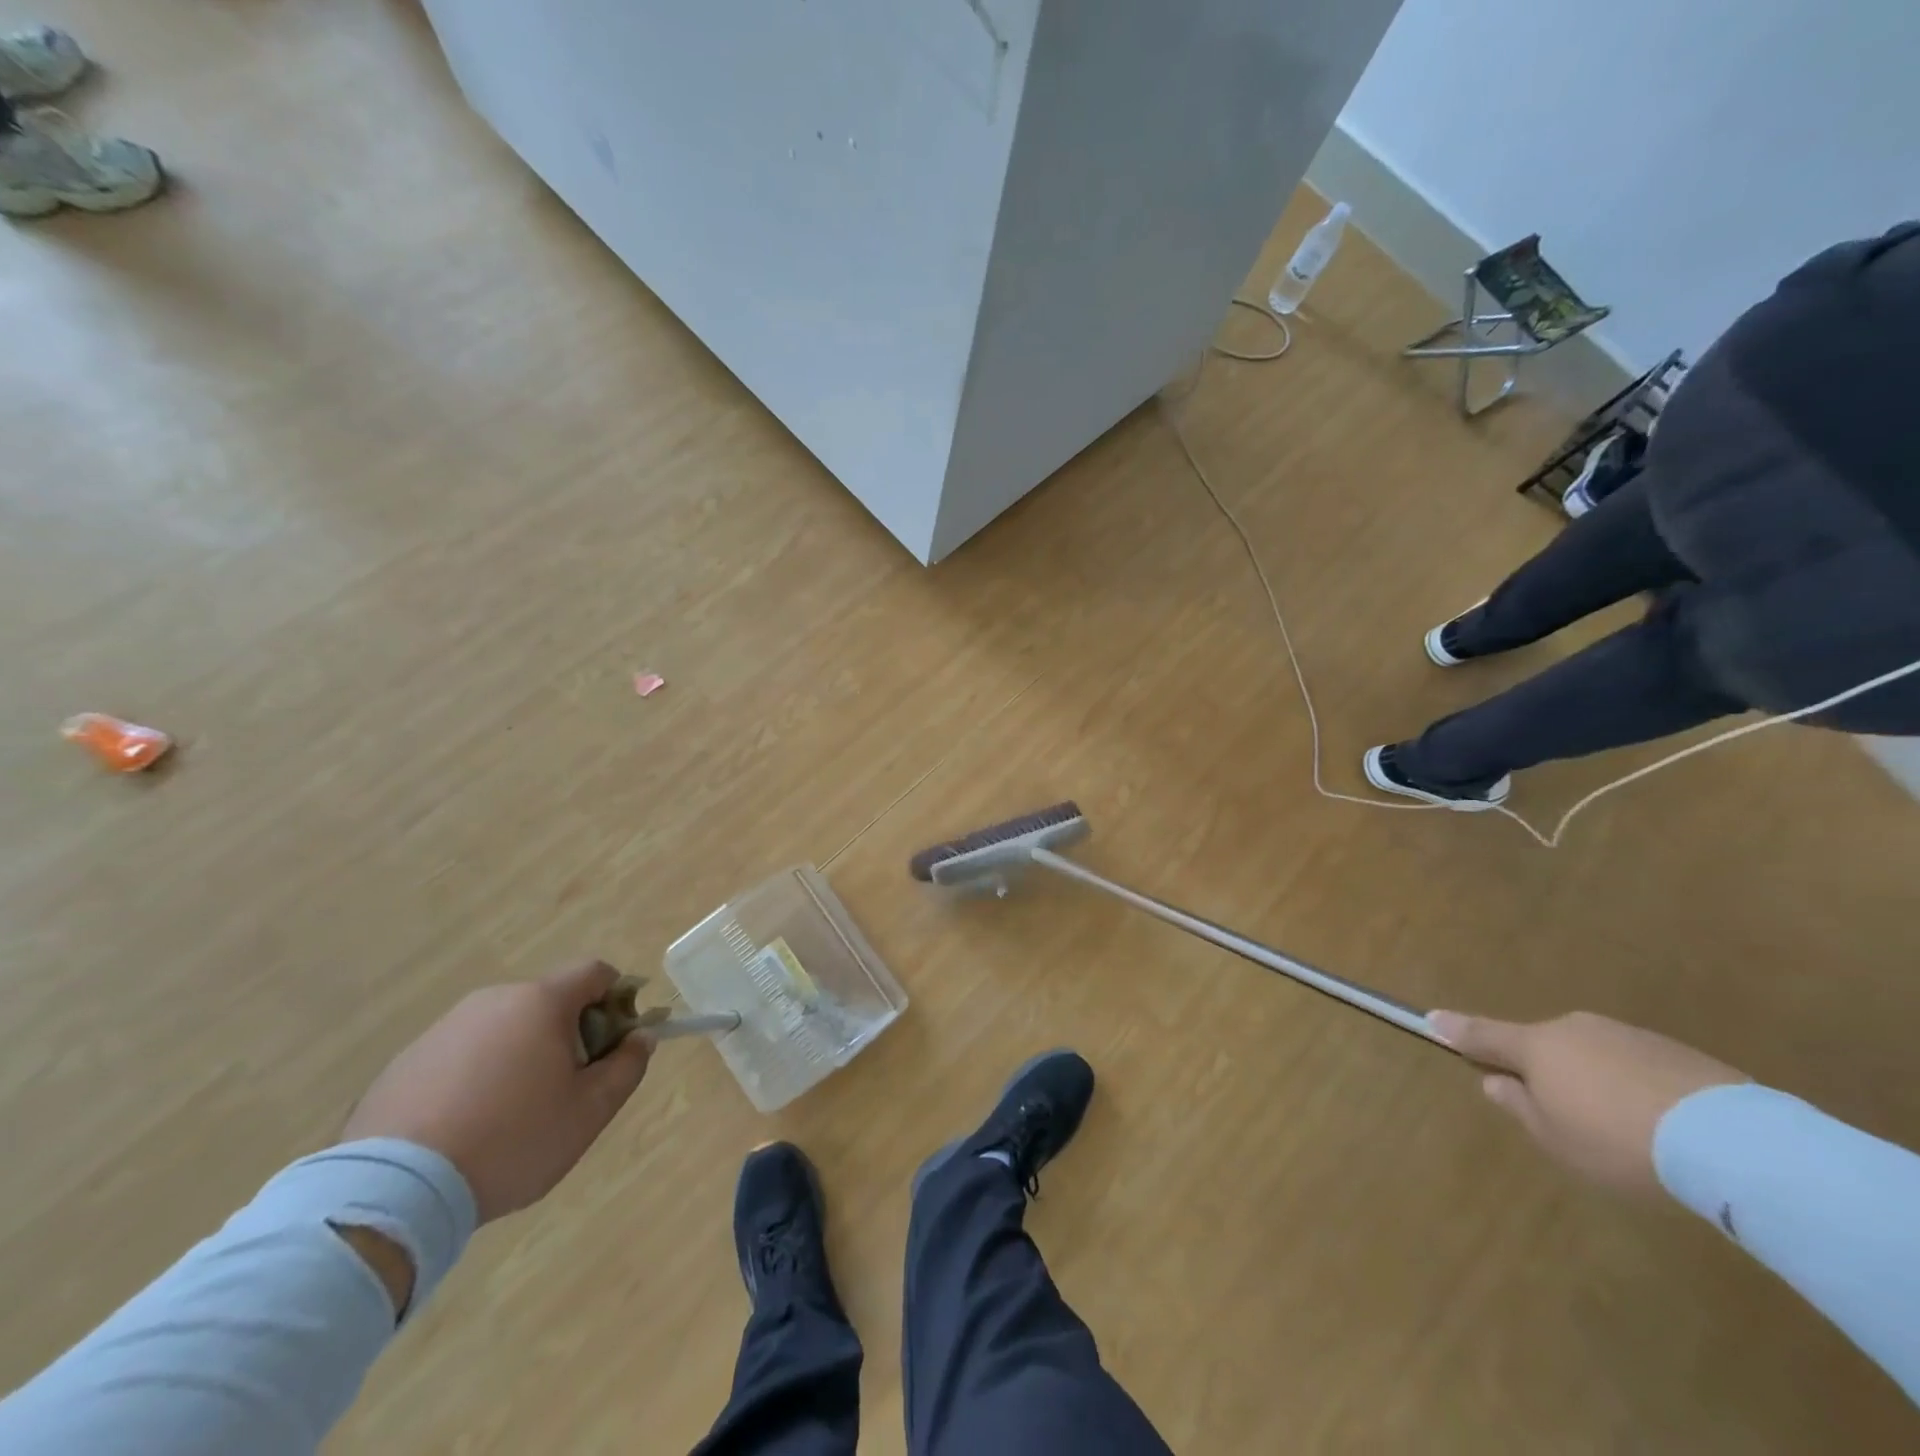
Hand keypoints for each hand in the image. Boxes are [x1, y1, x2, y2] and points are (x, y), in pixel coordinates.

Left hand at [341, 961, 652, 1222]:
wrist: (392, 1192)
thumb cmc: (512, 1140)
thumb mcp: (590, 1111)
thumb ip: (627, 1066)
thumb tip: (640, 1038)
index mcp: (541, 1002)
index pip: (595, 972)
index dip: (618, 998)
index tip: (615, 1042)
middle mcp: (493, 1000)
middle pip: (549, 1001)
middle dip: (569, 1033)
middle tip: (567, 1088)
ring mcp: (444, 1029)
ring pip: (504, 1029)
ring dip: (521, 1055)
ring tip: (511, 1116)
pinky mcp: (405, 1062)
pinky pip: (461, 1056)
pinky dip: (476, 1077)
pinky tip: (467, 1127)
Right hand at [1428, 1010, 1747, 1195]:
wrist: (1734, 1144)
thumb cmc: (1618, 1144)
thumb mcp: (1556, 1140)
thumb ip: (1519, 1107)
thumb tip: (1497, 1082)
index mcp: (1536, 1046)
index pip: (1483, 1034)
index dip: (1455, 1030)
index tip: (1431, 1020)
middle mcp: (1573, 1028)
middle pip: (1545, 1046)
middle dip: (1546, 1070)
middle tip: (1564, 1113)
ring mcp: (1627, 1034)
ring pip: (1593, 1054)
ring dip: (1595, 1079)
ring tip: (1626, 1128)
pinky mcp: (1676, 1051)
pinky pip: (1638, 1066)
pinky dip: (1637, 1088)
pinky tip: (1664, 1125)